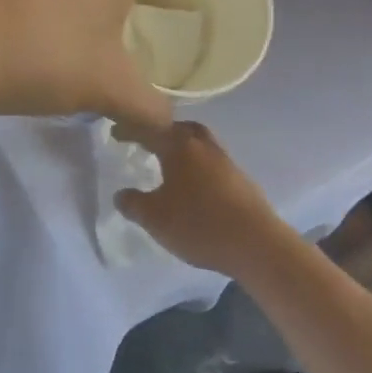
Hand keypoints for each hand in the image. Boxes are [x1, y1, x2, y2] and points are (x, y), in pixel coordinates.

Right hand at [113, 122, 295, 277]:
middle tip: (147, 142)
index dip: (130, 130)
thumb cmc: (199, 224)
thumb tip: (121, 194)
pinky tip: (192, 184)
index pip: (149, 129)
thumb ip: (133, 204)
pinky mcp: (240, 179)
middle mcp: (203, 145)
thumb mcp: (154, 218)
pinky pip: (212, 162)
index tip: (116, 132)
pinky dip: (197, 165)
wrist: (256, 244)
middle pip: (180, 128)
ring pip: (199, 143)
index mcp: (179, 146)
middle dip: (162, 131)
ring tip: (168, 163)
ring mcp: (226, 161)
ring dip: (182, 147)